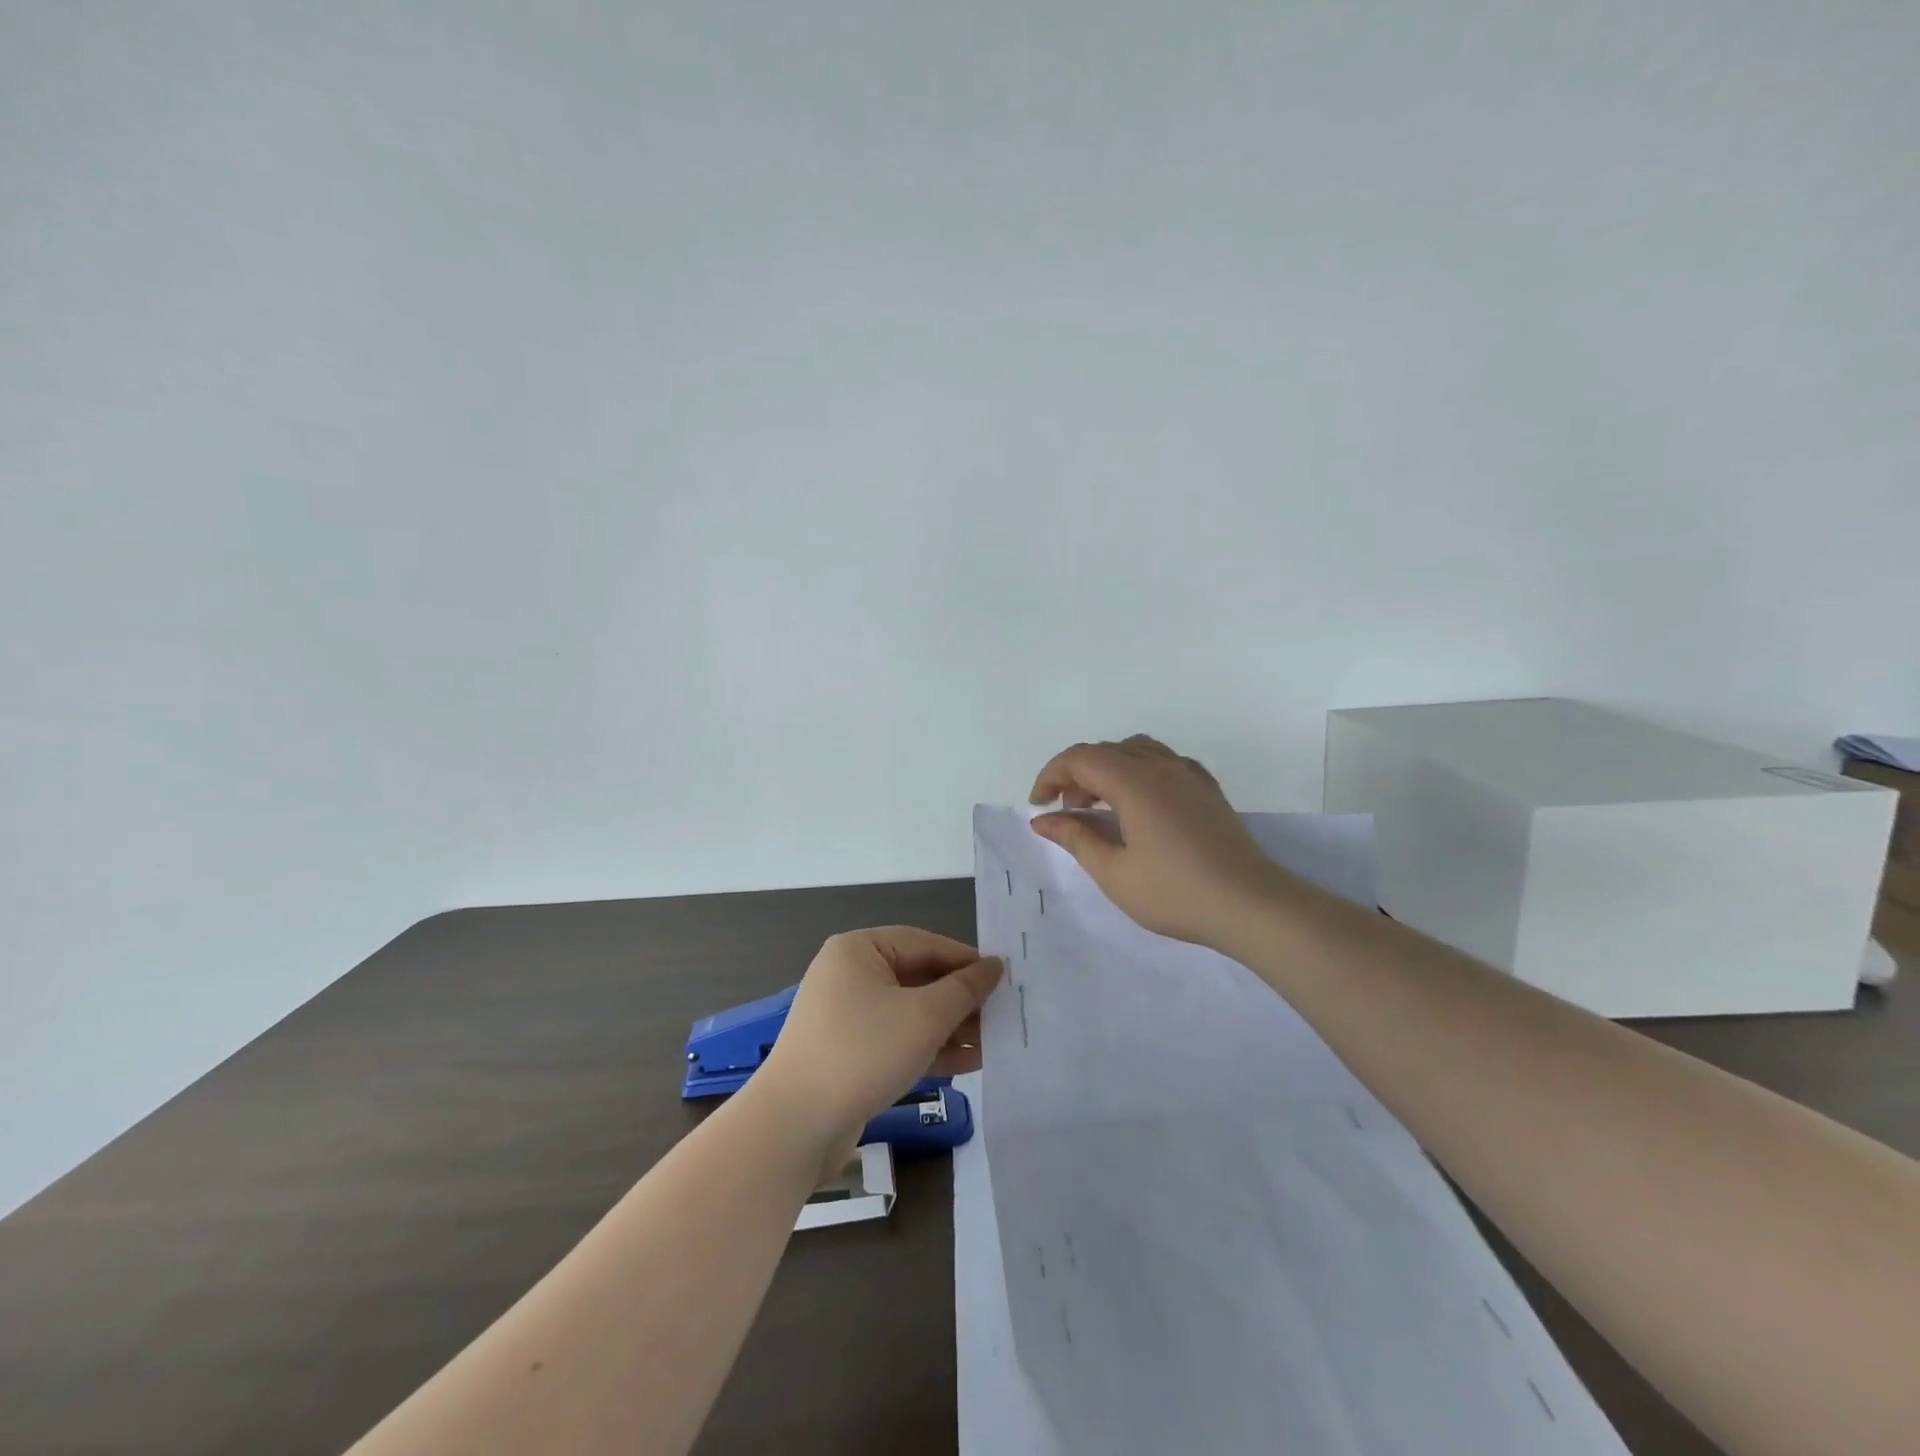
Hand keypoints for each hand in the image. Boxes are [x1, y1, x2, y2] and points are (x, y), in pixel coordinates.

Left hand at [758, 927, 1001, 1168]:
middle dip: (960, 1001)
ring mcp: (846, 1016)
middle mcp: (850, 975)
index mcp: (859, 950)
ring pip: (910, 1013)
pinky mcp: (848, 1053)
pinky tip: (966, 1064)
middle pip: (918, 978)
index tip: (1003, 979)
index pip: (924, 943)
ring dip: (949, 1028)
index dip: (966, 961)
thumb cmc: (863, 1052)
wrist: (795, 1126)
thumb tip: (995, 966)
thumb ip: (965, 989)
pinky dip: (928, 1048)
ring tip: (991, 1044)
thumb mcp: (924, 1016)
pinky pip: (896, 1040)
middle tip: (1002, 1016)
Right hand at [1029, 735, 1285, 948]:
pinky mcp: (1206, 787)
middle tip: (1066, 812)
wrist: (1251, 905)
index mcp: (1134, 782)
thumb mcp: (1114, 873)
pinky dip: (1136, 771)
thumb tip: (1043, 820)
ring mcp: (1187, 773)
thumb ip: (1076, 838)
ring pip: (1134, 750)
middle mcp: (1160, 765)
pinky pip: (1161, 761)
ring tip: (1100, 806)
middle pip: (1105, 751)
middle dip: (1075, 774)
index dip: (1051, 776)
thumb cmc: (1176, 893)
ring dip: (1107, 769)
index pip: (1080, 758)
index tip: (1039, 806)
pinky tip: (1138, 805)